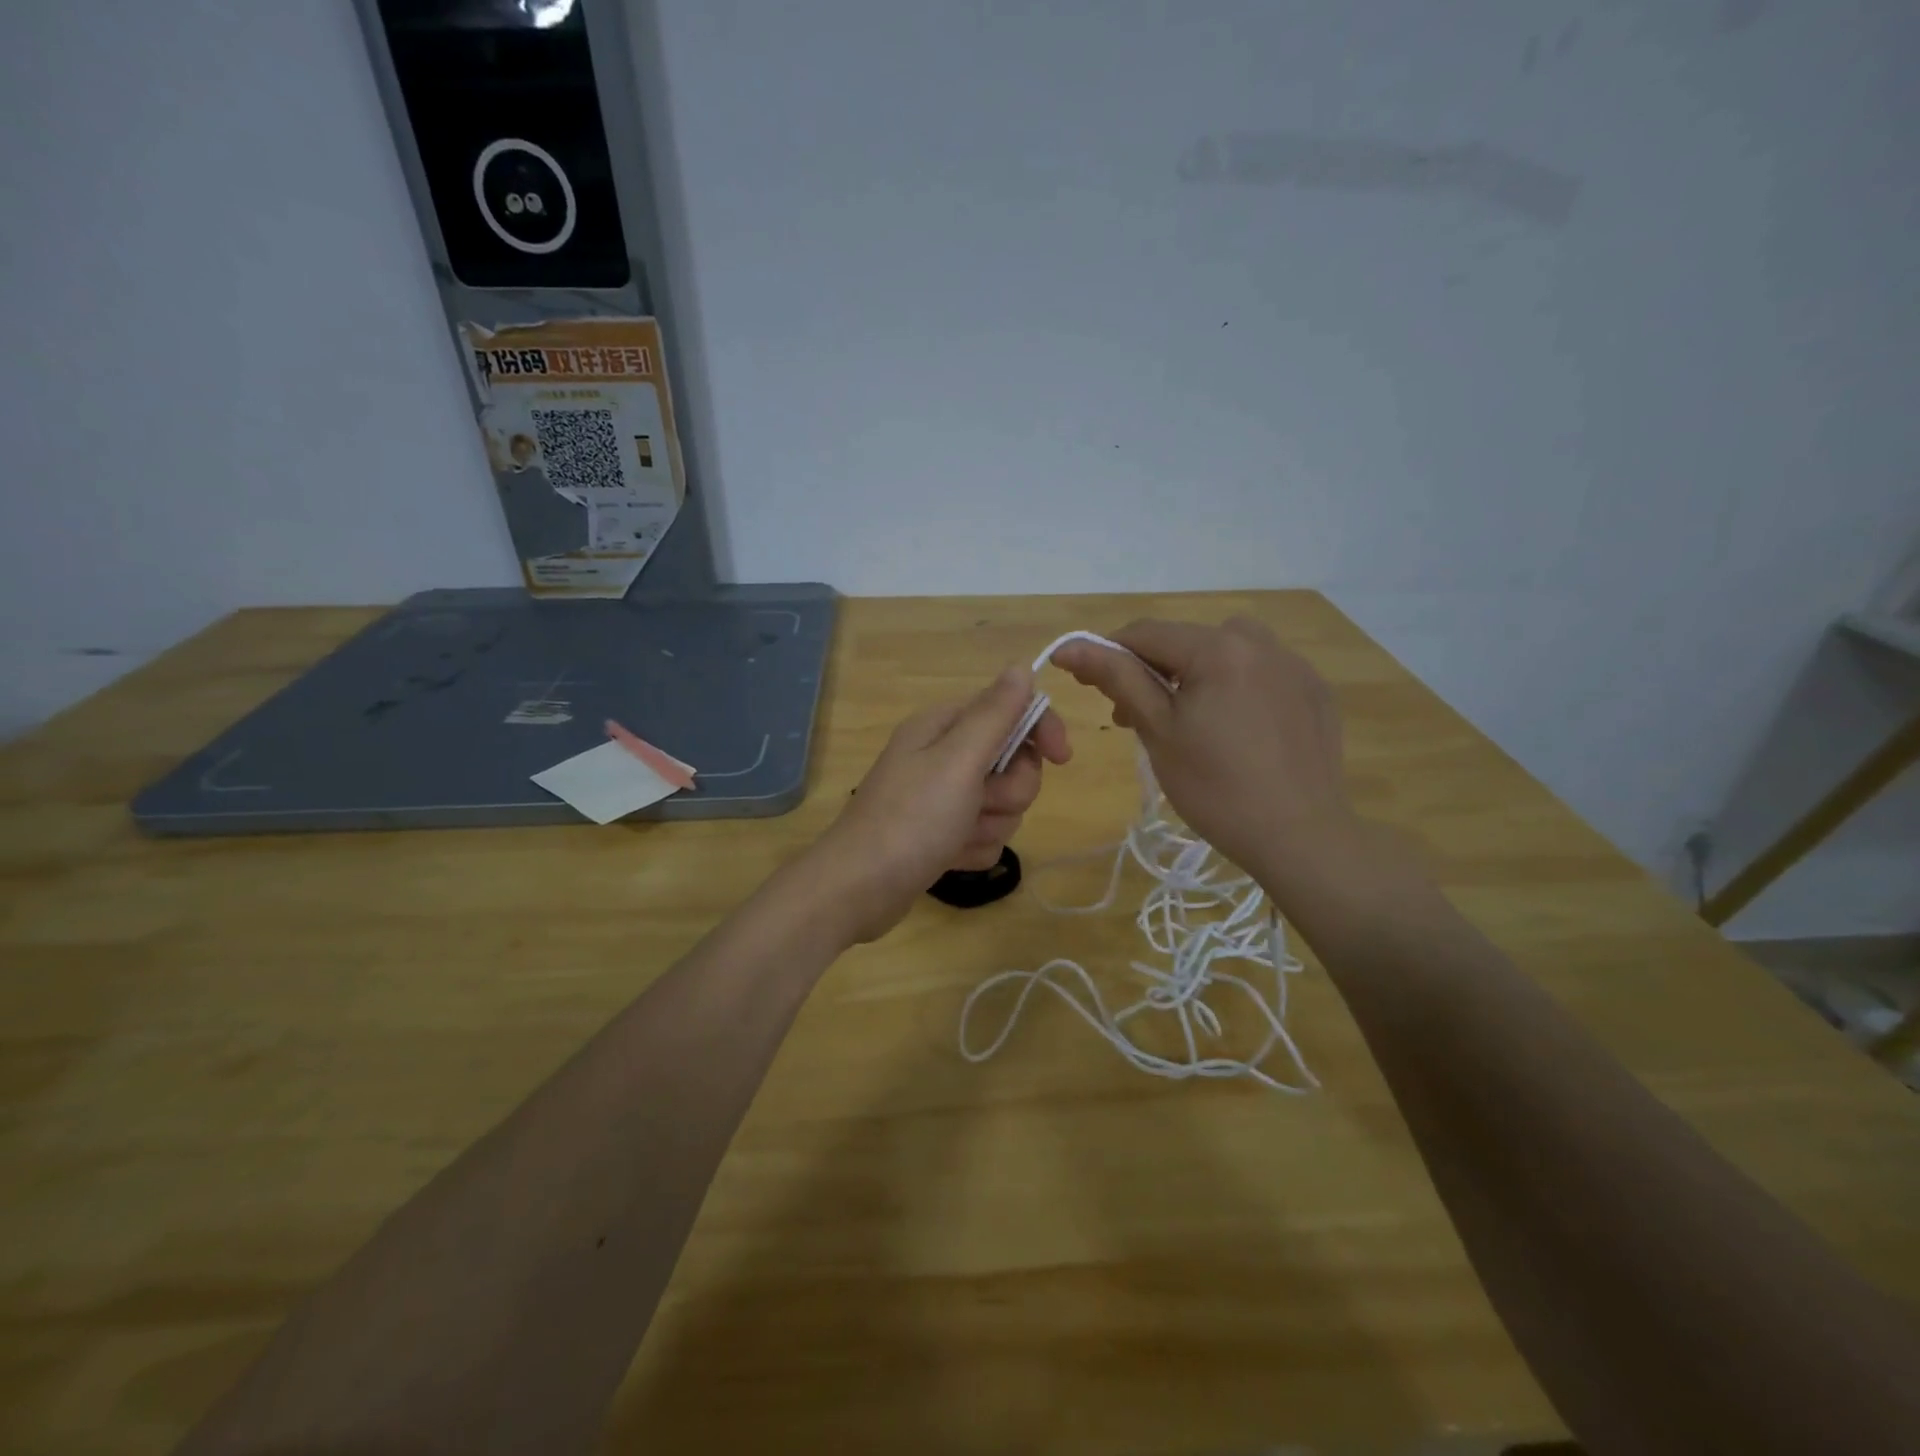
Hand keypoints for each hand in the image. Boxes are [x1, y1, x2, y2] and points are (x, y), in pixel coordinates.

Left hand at [814, 666, 1069, 941]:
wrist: (858, 889)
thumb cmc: (911, 819)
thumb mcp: (958, 760)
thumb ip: (994, 714)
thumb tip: (1021, 667)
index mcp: (944, 727)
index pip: (1011, 710)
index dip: (1041, 730)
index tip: (1062, 758)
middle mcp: (943, 756)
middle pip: (1013, 762)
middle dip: (1008, 791)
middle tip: (981, 803)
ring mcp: (942, 797)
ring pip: (1003, 804)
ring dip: (990, 824)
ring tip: (958, 836)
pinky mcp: (942, 833)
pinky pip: (985, 835)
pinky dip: (973, 848)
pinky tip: (949, 857)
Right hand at [1052, 617, 1354, 895]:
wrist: (1299, 838)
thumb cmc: (1215, 788)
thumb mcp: (1157, 730)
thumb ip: (1116, 677)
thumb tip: (1070, 646)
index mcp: (1219, 647)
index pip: (1146, 633)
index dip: (1108, 654)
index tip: (1089, 687)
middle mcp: (1261, 642)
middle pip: (1187, 641)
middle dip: (1153, 671)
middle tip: (1134, 719)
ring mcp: (1295, 666)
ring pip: (1227, 651)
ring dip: (1196, 673)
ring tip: (1190, 720)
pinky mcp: (1315, 693)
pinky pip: (1262, 673)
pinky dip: (1236, 687)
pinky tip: (1236, 730)